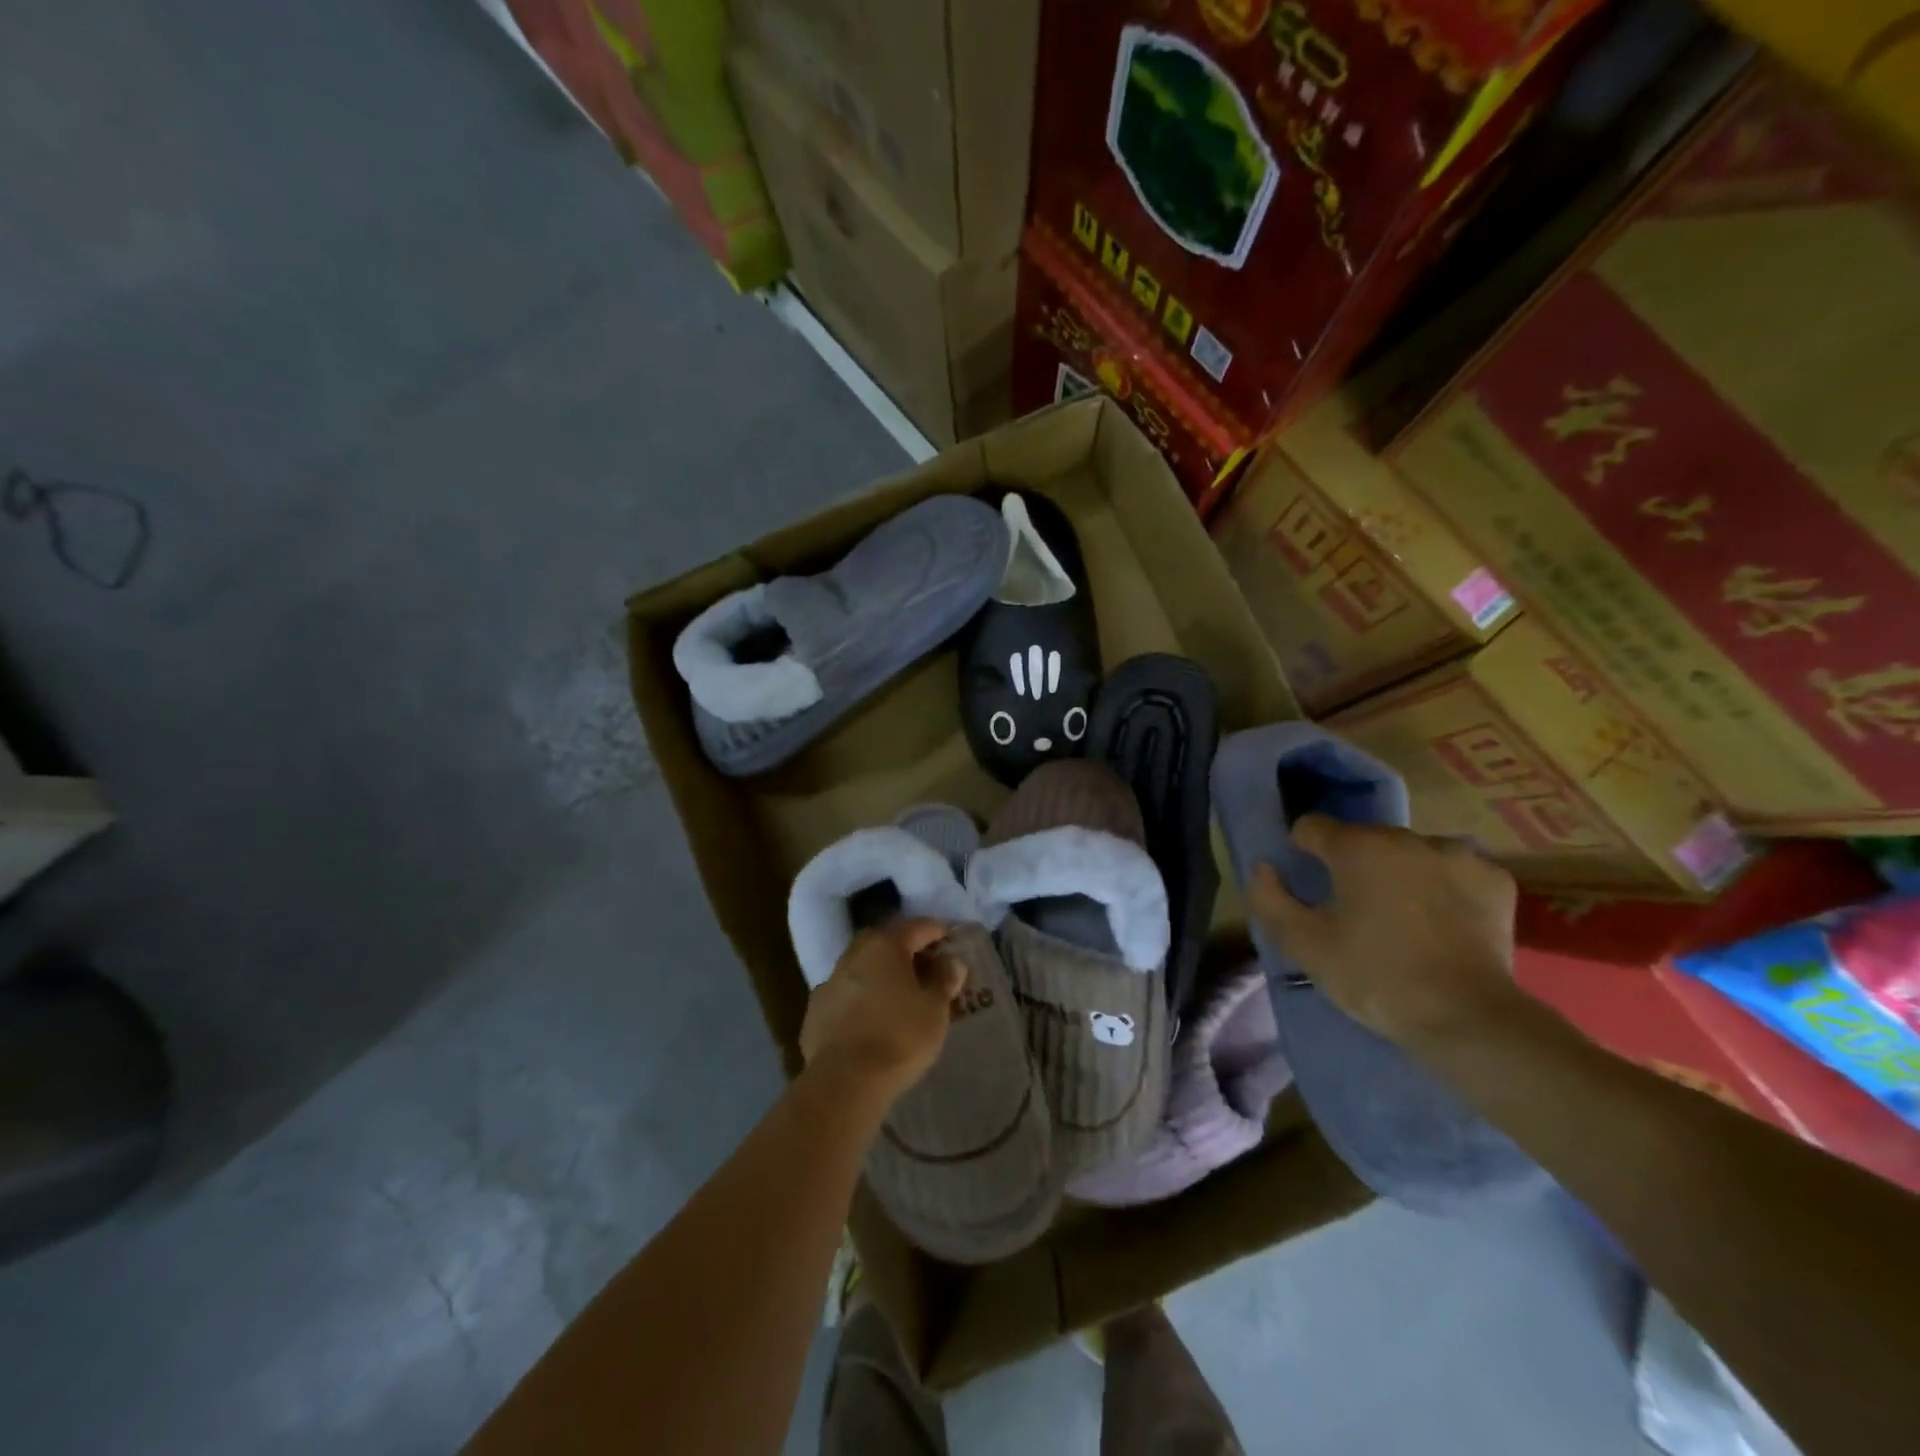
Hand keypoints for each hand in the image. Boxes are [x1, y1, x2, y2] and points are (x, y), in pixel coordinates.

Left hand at [799, 919, 966, 1105]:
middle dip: (906, 950)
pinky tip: (871, 1018)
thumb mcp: (935, 1008)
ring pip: (862, 968)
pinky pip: (846, 995)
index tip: (951, 939)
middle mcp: (853, 954)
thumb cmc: (900, 1037)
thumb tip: (951, 961)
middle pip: (885, 943)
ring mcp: (830, 982)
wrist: (844, 1082)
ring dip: (881, 975)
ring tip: (899, 995)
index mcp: (884, 945)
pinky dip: (861, 999)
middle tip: (926, 967)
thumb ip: (944, 979)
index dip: (937, 931)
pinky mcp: (815, 1011)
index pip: (917, 927)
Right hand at [1246, 815, 1521, 1053]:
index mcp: (1357, 846)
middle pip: (1363, 840)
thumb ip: (1270, 899)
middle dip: (1354, 866)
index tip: (1310, 887)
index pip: (1311, 827)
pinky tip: (1444, 923)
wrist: (1467, 1018)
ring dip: (1399, 874)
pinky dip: (1443, 888)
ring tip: (1404, 920)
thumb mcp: (1305, 944)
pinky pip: (1453, 871)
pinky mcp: (1495, 879)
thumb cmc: (1375, 977)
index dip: (1303, 853)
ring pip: (1410, 854)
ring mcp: (1457, 854)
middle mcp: (1406, 837)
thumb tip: (1263, 868)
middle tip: (1356, 913)